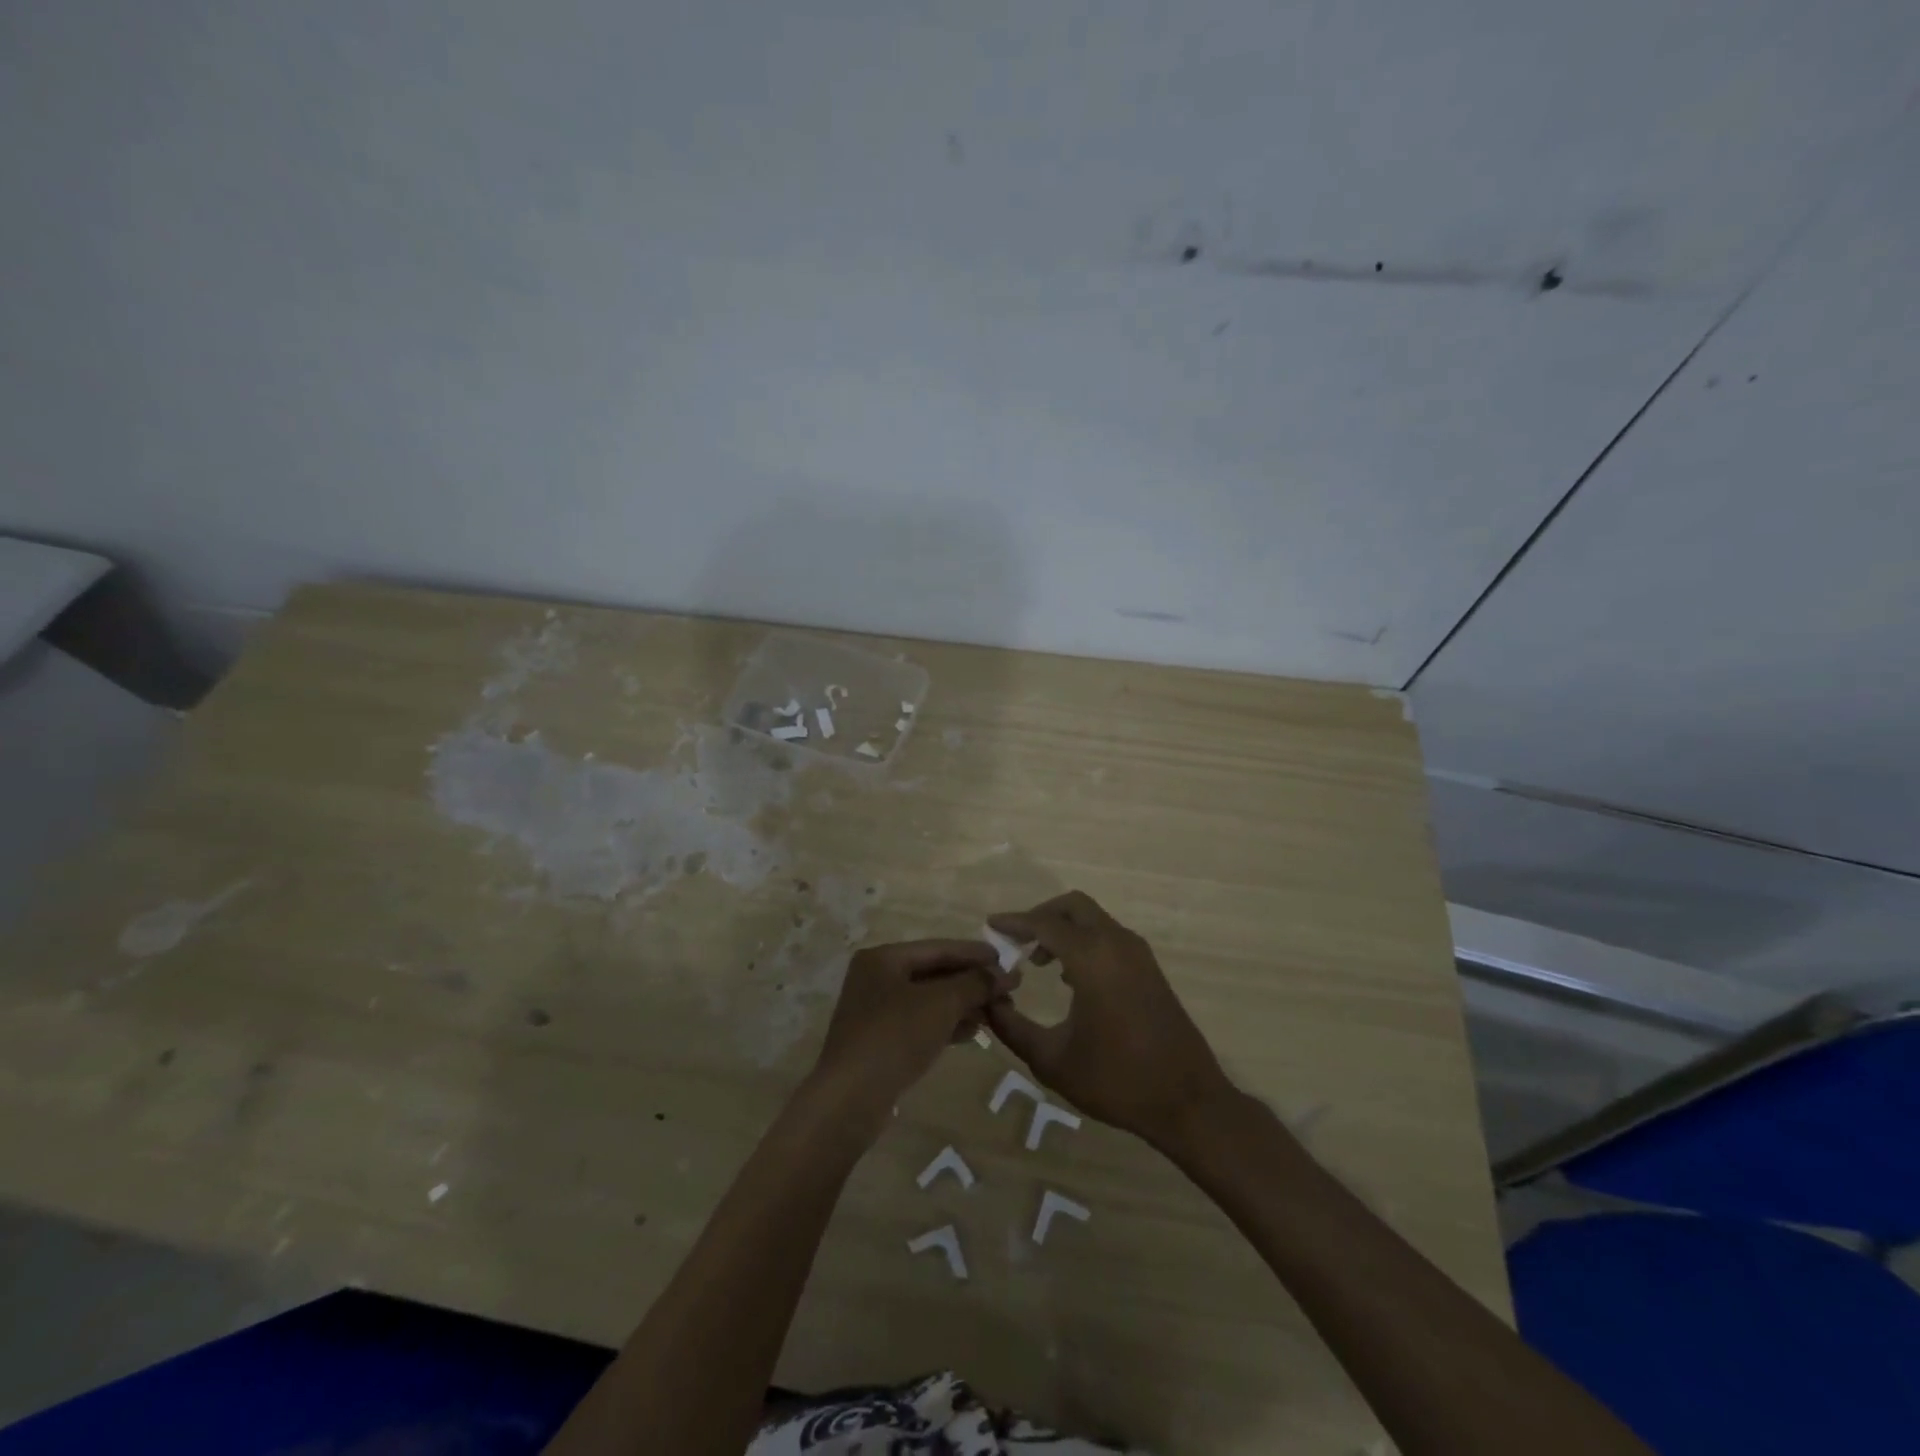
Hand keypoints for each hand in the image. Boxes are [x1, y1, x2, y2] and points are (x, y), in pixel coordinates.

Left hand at [811, 939, 1011, 1115]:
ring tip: (998, 1013)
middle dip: (972, 982)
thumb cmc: (895, 1037)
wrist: (851, 1099)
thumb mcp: (941, 1004)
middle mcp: (876, 978)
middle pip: (933, 973)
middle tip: (1009, 991)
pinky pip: (921, 1023)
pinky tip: (974, 1032)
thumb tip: (1007, 973)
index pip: (938, 947)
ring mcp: (876, 1011)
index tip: (1007, 960)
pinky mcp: (880, 1041)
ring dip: (964, 1004)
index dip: (975, 953)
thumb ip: (975, 984)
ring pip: (929, 1000)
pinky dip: (947, 1024)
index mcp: (883, 958)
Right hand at [985, 891, 1233, 1150]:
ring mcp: (1138, 954)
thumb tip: (988, 1002)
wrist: (1188, 1101)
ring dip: (1064, 929)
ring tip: (1038, 962)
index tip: (990, 925)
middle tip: (1016, 941)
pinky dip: (1084, 941)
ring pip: (1094, 919)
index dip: (1014, 922)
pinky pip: (1109, 937)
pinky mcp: (1150, 969)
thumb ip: (1011, 1028)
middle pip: (1073, 906)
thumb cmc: (1116, 1080)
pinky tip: (1070, 978)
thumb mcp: (1052, 1060)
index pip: (1044, 923)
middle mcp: (1116, 944)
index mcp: (1092, 958)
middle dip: (1041, 916)